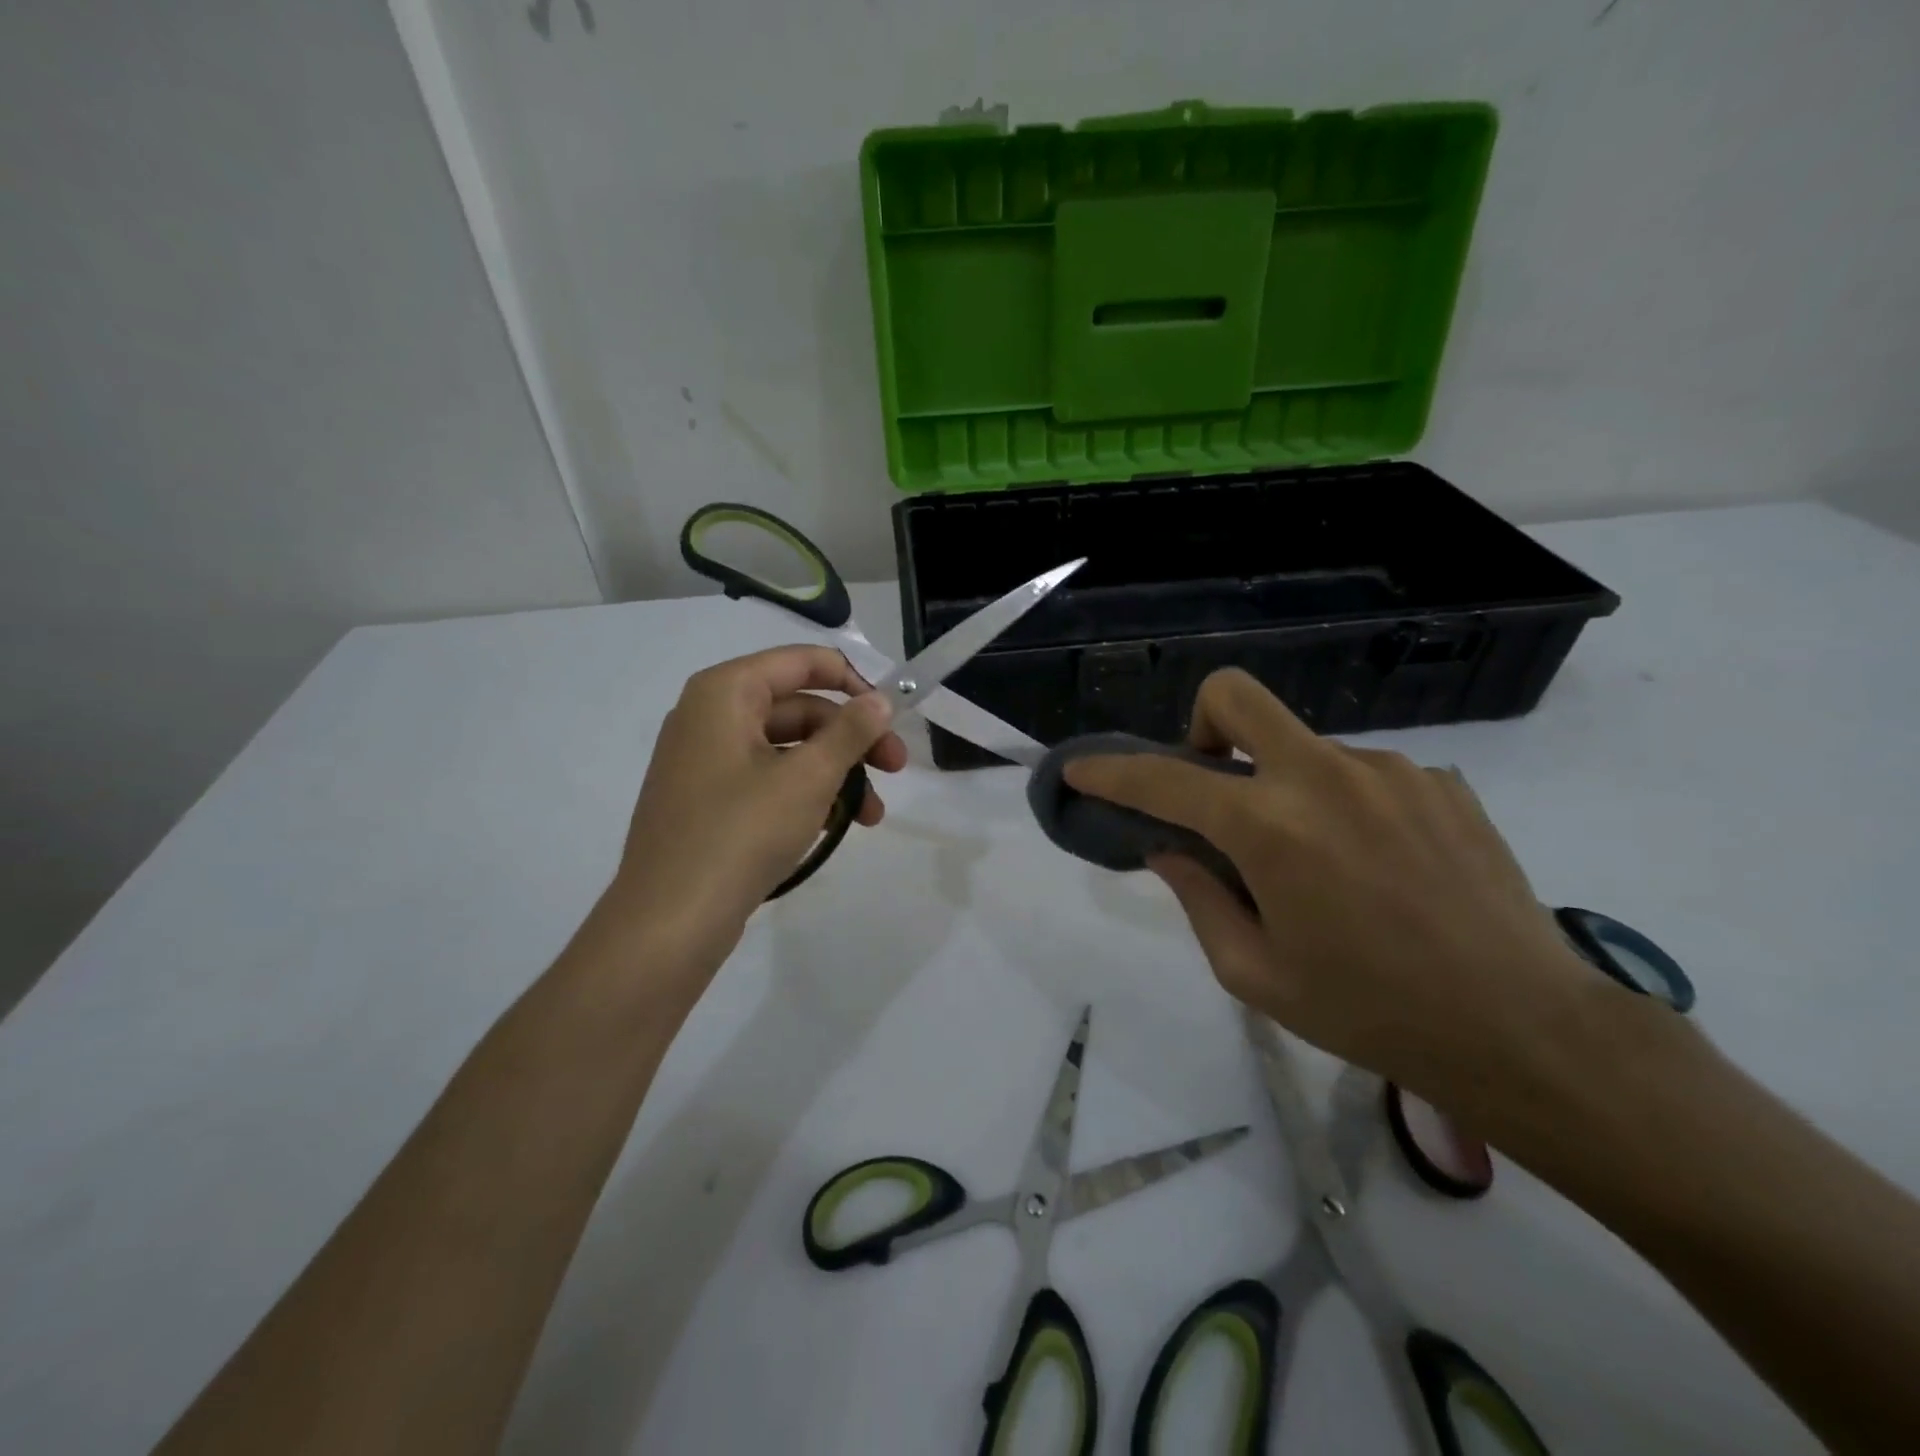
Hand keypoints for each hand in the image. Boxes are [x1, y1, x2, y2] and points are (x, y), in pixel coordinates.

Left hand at [604, 645, 905, 978]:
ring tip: (871, 816)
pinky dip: (804, 794)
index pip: (802, 662)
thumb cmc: (741, 832)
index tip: (893, 715)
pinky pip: (767, 779)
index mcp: (725, 692)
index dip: (854, 682)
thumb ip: (851, 731)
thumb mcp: (808, 777)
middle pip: (798, 708)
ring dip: (836, 774)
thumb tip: (881, 699)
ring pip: (787, 749)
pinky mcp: (707, 800)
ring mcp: (704, 760)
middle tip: (896, 770)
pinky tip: (835, 826)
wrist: (670, 920)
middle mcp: (709, 715)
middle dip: (852, 740)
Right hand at [1063, 669, 1595, 1118]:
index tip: (1081, 769)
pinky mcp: (1440, 780)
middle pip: (1237, 696)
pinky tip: (1376, 865)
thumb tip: (1167, 846)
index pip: (1164, 779)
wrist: (1524, 1029)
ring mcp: (1389, 770)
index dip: (1111, 771)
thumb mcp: (1255, 973)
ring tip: (1318, 862)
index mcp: (1270, 828)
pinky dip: (1343, 804)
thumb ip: (1197, 896)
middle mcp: (1325, 777)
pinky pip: (1362, 774)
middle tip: (1213, 779)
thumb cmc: (1370, 1012)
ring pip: (1304, 747)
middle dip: (1201, 722)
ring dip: (1284, 785)